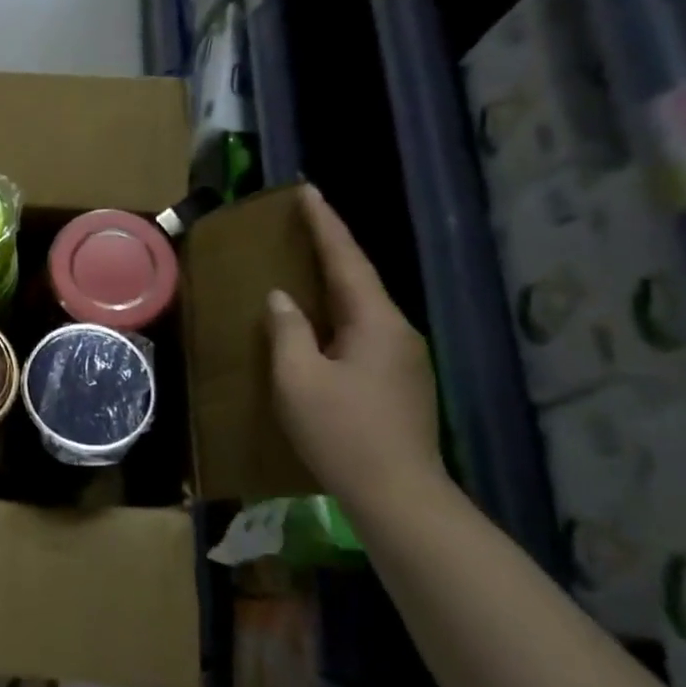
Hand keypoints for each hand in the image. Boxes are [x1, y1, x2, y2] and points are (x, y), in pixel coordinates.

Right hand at [267, 185, 443, 504]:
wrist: (398, 494)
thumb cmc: (341, 431)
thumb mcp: (298, 378)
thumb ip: (287, 331)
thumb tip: (281, 298)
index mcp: (376, 323)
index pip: (347, 261)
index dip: (325, 225)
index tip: (307, 191)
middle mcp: (398, 332)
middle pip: (359, 280)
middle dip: (331, 249)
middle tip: (302, 223)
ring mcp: (404, 359)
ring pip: (363, 308)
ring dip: (334, 283)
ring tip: (304, 266)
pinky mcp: (399, 382)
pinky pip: (363, 332)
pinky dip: (338, 315)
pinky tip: (319, 323)